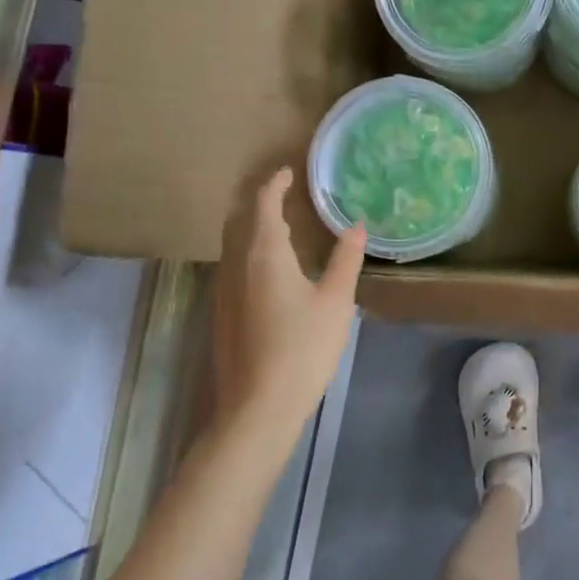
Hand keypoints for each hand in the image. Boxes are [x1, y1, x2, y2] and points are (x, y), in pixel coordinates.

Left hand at [213, 169, 365, 431]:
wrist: (258, 407)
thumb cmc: (302, 348)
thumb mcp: (335, 301)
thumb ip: (345, 259)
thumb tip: (356, 226)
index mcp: (264, 254)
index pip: (262, 204)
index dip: (274, 184)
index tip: (288, 172)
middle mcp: (236, 265)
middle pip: (240, 221)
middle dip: (259, 203)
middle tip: (285, 195)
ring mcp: (224, 291)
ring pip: (233, 245)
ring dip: (253, 228)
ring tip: (282, 227)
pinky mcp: (223, 314)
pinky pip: (233, 267)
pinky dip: (250, 252)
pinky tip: (270, 270)